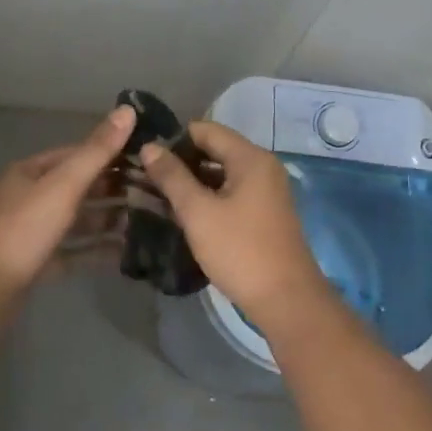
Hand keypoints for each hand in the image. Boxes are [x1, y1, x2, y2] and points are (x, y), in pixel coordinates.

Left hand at [0, 106, 134, 295]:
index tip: (148, 156)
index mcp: (31, 172)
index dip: (112, 152)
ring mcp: (34, 231)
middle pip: (80, 187)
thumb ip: (97, 151)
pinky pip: (75, 250)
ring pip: (79, 219)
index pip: (78, 153)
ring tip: (149, 220)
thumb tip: (127, 109)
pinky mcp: (39, 262)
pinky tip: (127, 251)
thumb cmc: (25, 229)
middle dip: (115, 189)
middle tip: (156, 191)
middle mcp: (31, 196)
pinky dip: (97, 249)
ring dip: (109, 219)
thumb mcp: (64, 185)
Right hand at [139, 121, 330, 326]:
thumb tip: (149, 147)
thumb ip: (172, 177)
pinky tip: (184, 212)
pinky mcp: (265, 213)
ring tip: (157, 193)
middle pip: (215, 149)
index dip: (174, 138)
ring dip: (193, 181)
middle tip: (146, 175)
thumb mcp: (198, 212)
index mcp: (250, 158)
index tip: (145, 154)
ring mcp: (267, 190)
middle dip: (181, 161)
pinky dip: (209, 196)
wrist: (286, 301)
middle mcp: (262, 166)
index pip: (205, 129)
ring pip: (222, 173)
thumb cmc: (240, 250)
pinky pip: (232, 192)